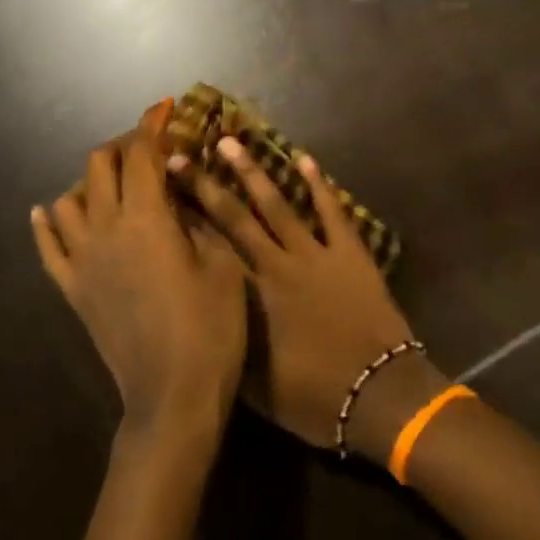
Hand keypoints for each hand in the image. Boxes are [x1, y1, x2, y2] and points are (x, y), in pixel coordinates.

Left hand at [32, 103, 247, 445]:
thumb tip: (184, 190)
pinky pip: (47, 246)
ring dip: (91, 180)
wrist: (172, 396)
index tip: (166, 107)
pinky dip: (47, 221)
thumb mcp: (223, 265)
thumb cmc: (211, 329)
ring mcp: (82, 260)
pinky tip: (49, 210)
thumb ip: (200, 218)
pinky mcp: (71, 289)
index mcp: (146, 218)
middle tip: (151, 148)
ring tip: (115, 183)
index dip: (154, 124)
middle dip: (125, 145)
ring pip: (69, 198)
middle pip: (100, 165)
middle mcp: (105, 229)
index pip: (142, 154)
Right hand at [178, 137, 441, 458]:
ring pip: (278, 205)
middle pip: (235, 217)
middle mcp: (276, 265)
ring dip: (253, 173)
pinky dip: (319, 185)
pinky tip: (304, 159)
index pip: (209, 248)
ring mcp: (316, 255)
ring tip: (231, 142)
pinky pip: (332, 212)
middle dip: (206, 185)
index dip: (184, 220)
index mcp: (250, 296)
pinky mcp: (350, 254)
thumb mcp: (255, 383)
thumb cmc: (313, 397)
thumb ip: (229, 342)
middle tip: (180, 156)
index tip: (161, 193)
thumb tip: (206, 314)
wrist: (378, 395)